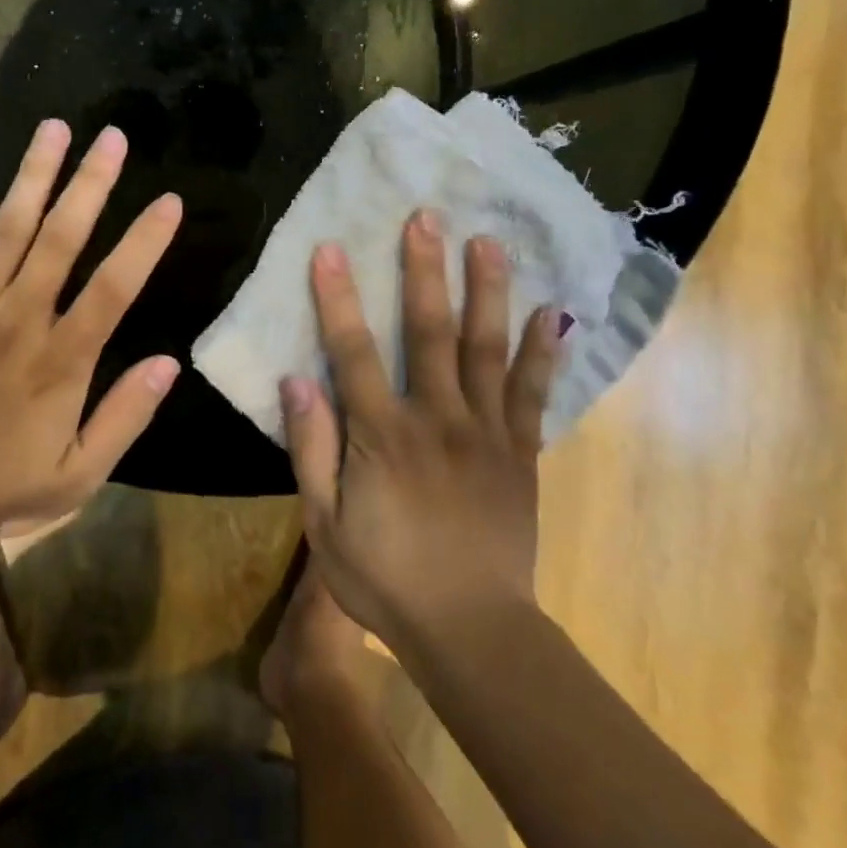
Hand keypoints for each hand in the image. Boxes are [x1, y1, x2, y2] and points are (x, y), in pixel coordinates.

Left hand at [0, 121, 183, 541]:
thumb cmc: (0, 485)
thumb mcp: (79, 474)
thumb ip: (125, 416)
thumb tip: (169, 363)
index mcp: (61, 360)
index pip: (114, 288)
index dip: (144, 241)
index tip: (169, 201)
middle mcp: (17, 320)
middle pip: (61, 239)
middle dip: (91, 184)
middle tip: (112, 137)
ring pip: (7, 229)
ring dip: (32, 175)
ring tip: (54, 128)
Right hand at [282, 210, 560, 654]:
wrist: (472, 630)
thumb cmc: (385, 579)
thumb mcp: (324, 525)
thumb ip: (311, 449)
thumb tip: (295, 379)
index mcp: (382, 436)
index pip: (354, 353)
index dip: (339, 298)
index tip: (331, 248)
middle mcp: (436, 419)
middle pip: (428, 332)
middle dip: (423, 271)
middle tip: (425, 217)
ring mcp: (485, 432)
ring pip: (486, 349)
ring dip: (486, 292)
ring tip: (488, 242)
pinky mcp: (520, 452)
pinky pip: (531, 393)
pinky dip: (542, 351)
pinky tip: (551, 312)